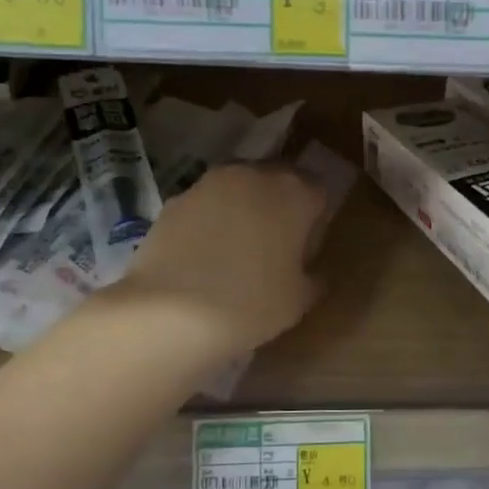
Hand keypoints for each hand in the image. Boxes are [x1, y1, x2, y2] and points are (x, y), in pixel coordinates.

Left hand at [116, 162, 328, 358]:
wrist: (170, 313)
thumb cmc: (252, 304)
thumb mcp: (299, 301)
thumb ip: (314, 279)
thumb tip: (314, 275)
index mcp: (295, 193)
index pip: (318, 191)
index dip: (314, 220)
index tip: (304, 250)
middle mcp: (255, 175)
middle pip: (277, 181)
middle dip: (279, 206)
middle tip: (273, 247)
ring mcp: (210, 182)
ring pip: (239, 188)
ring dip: (243, 209)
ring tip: (235, 250)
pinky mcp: (175, 199)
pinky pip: (205, 204)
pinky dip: (209, 221)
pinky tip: (202, 256)